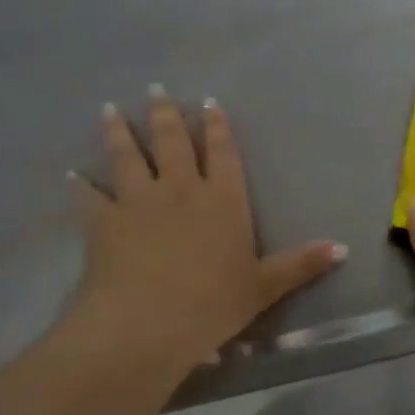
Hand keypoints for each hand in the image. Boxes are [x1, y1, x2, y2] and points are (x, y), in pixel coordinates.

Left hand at [63, 87, 345, 376]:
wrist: (144, 324)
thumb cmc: (212, 304)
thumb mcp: (264, 286)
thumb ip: (301, 264)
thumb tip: (344, 248)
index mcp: (223, 199)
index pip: (222, 152)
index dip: (217, 125)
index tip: (209, 101)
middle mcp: (180, 189)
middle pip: (172, 142)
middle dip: (166, 114)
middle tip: (155, 89)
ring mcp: (138, 201)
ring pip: (128, 156)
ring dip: (119, 132)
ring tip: (109, 110)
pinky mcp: (102, 222)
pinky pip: (88, 197)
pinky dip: (79, 185)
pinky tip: (71, 175)